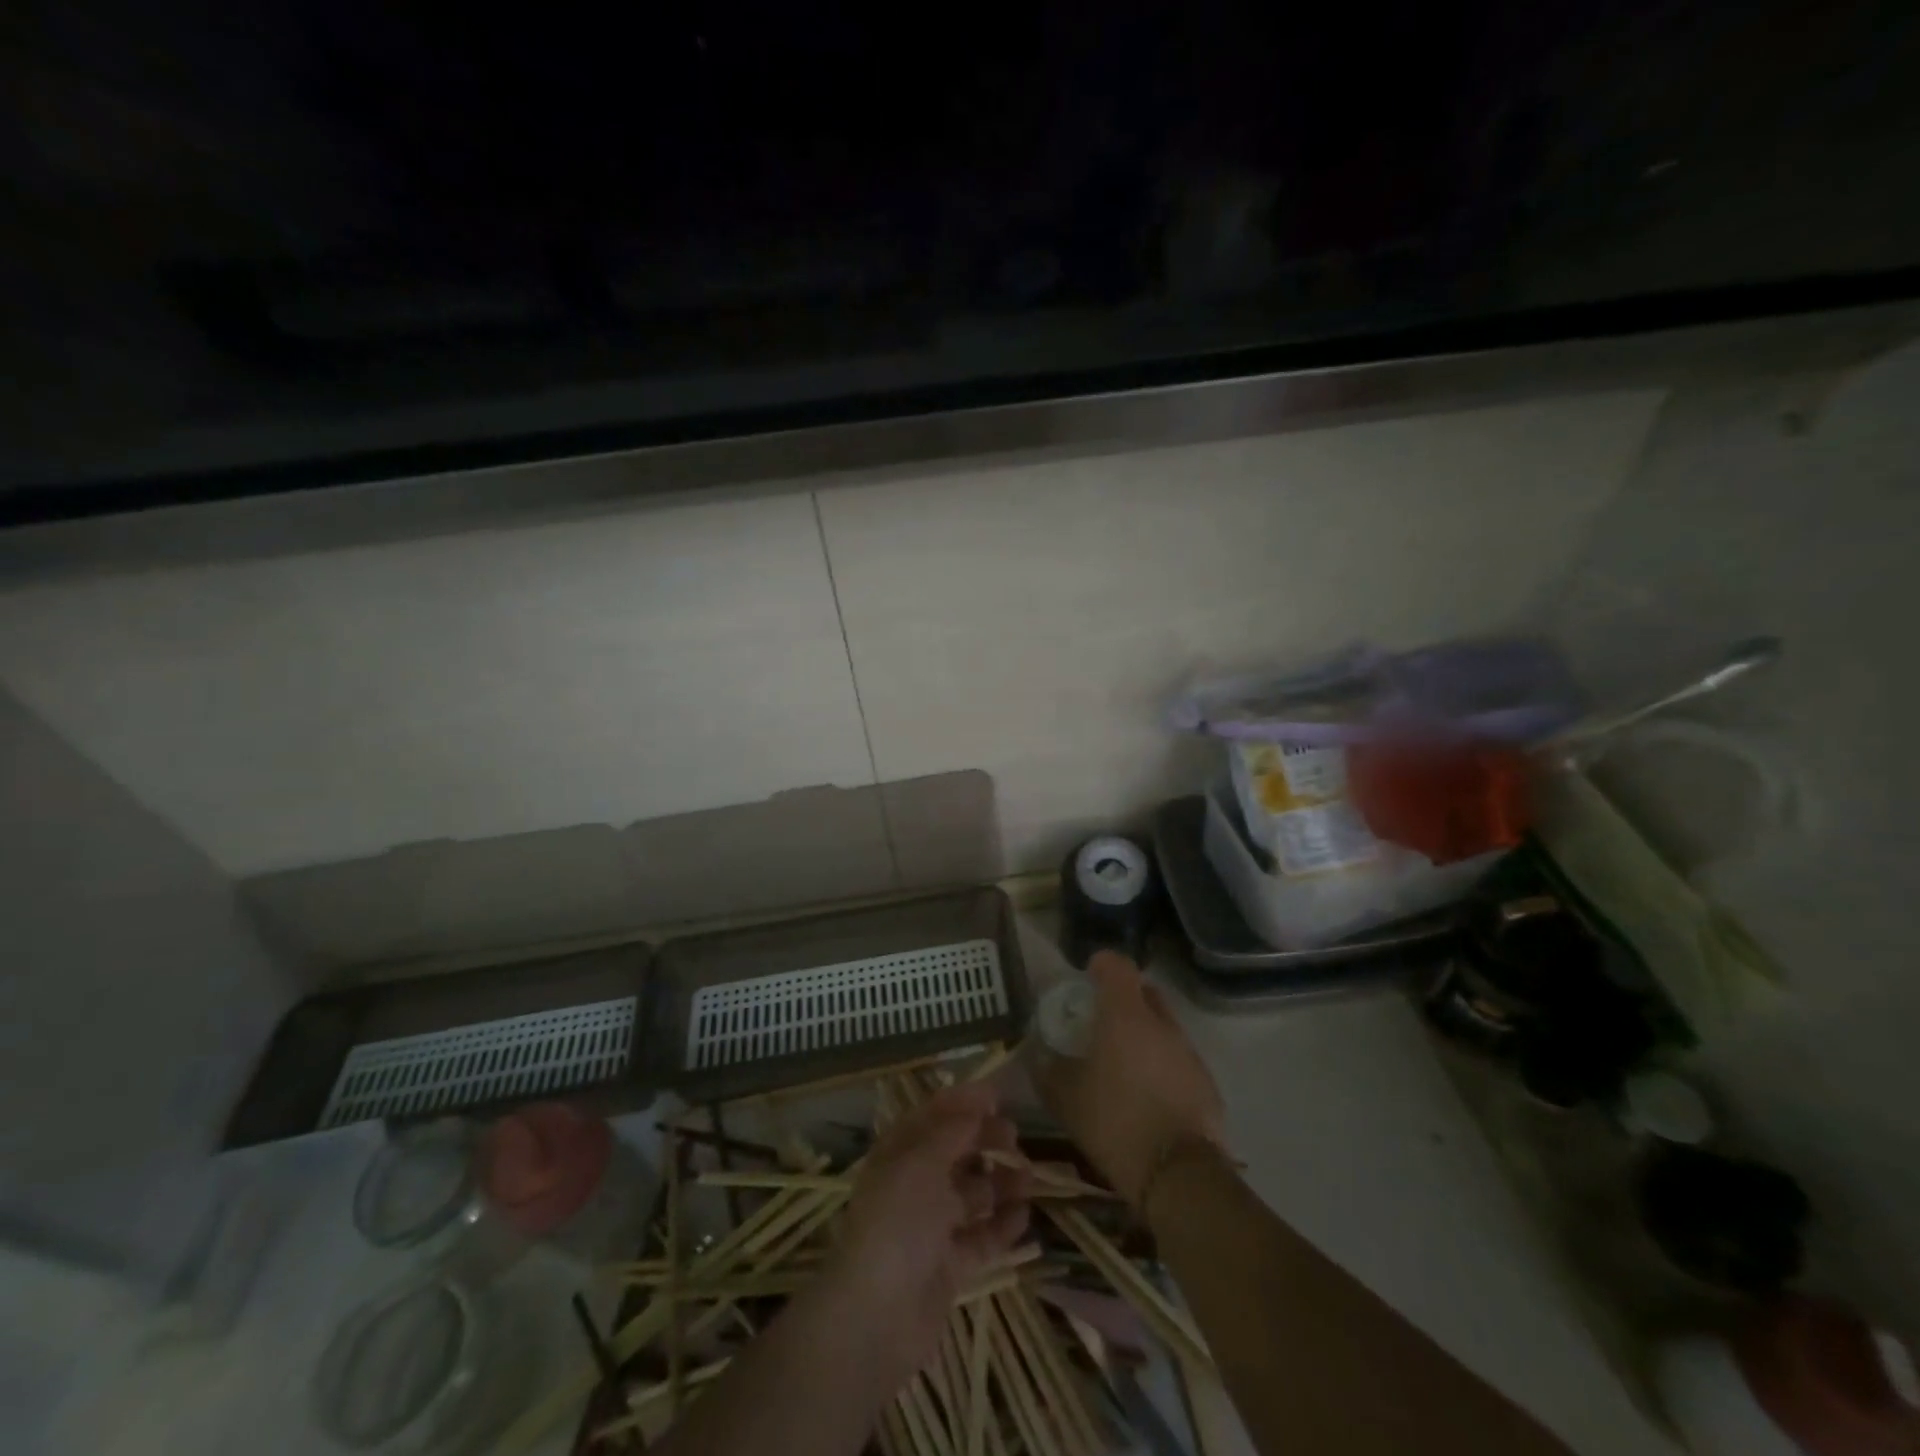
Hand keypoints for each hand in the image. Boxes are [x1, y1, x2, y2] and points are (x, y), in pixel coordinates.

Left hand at [822, 1082, 1029, 1381]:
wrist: (878, 1316)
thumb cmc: (897, 1223)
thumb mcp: (921, 1163)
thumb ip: (951, 1131)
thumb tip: (976, 1105)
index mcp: (898, 1155)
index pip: (931, 1118)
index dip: (961, 1102)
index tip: (996, 1094)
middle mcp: (913, 1186)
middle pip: (955, 1153)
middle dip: (984, 1140)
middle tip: (1015, 1135)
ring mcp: (932, 1227)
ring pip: (973, 1194)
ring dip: (1000, 1182)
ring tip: (1028, 1178)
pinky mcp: (950, 1265)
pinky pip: (982, 1236)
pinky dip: (1003, 1224)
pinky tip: (1025, 1214)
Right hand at [1036, 951, 1225, 1208]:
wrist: (1178, 1174)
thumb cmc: (1114, 1121)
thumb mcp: (1064, 1097)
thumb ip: (1048, 1069)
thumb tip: (1039, 1055)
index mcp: (1126, 1014)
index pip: (1118, 965)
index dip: (1101, 964)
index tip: (1087, 976)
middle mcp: (1162, 1023)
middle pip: (1144, 992)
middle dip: (1124, 999)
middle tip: (1101, 1021)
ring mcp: (1189, 1052)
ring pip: (1163, 1027)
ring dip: (1144, 1034)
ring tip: (1123, 1063)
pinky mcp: (1206, 1082)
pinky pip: (1178, 1058)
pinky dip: (1161, 1064)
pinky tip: (1147, 1094)